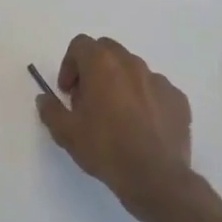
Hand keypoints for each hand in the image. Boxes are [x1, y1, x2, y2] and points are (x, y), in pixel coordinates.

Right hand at [35, 35, 194, 215]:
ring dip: (119, 83)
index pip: (80, 44)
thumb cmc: (105, 149)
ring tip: (116, 115)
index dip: (69, 65)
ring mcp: (159, 80)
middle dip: (94, 68)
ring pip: (133, 69)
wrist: (155, 177)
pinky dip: (144, 99)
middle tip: (88, 99)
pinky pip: (155, 89)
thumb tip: (44, 98)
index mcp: (103, 65)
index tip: (68, 92)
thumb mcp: (66, 133)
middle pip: (107, 50)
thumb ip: (50, 110)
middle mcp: (132, 64)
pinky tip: (141, 126)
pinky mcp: (177, 98)